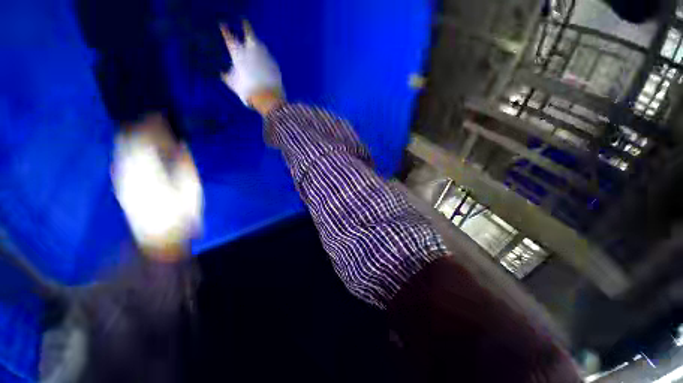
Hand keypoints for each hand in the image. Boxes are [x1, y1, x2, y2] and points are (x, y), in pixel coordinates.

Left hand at [112, 114, 202, 261]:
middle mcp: (130, 172)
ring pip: (121, 148)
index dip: (152, 126)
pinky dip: (127, 147)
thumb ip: (184, 164)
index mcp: (149, 172)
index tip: (161, 116)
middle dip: (139, 127)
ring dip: (132, 135)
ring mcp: (123, 179)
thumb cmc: (181, 214)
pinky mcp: (121, 184)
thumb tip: (181, 145)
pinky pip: (120, 158)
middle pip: (128, 141)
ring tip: (144, 127)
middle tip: (153, 119)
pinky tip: (135, 146)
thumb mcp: (191, 189)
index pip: (145, 140)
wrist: (160, 237)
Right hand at [220, 20, 284, 114]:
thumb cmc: (248, 91)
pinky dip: (265, 56)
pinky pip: (268, 56)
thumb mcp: (234, 84)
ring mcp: (266, 56)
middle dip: (246, 26)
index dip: (225, 30)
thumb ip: (228, 77)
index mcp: (238, 53)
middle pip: (249, 33)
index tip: (223, 25)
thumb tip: (223, 73)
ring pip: (260, 44)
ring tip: (254, 42)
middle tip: (244, 21)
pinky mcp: (275, 64)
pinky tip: (264, 59)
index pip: (229, 37)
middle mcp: (252, 51)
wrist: (268, 98)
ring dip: (257, 42)